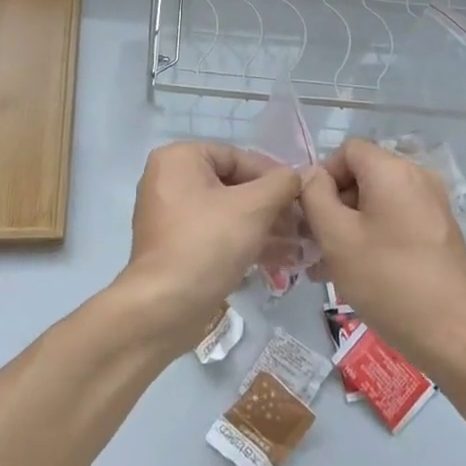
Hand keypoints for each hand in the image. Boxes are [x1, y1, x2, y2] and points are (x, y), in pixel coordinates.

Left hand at [117, 142, 301, 355]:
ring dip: (263, 226)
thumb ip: (281, 184)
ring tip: (297, 244)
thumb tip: (297, 175)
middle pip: (232, 185)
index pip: (237, 157)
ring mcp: (169, 214)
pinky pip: (215, 233)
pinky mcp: (175, 245)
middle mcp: (169, 179)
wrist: (164, 307)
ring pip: (226, 212)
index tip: (301, 196)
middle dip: (270, 206)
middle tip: (301, 224)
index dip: (273, 176)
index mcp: (179, 158)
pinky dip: (243, 241)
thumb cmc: (208, 243)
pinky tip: (278, 258)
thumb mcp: (254, 207)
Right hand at [298, 138, 465, 375]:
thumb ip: (314, 196)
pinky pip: (397, 219)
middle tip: (316, 245)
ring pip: (378, 201)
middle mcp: (418, 177)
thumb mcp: (336, 236)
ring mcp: (433, 205)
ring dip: (351, 225)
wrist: (453, 336)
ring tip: (330, 266)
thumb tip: (312, 176)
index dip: (323, 177)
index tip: (311, 215)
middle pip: (363, 175)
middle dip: (334, 205)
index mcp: (393, 169)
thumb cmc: (387, 280)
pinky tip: (360, 272)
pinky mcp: (441, 232)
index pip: (346, 151)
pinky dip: (374, 236)